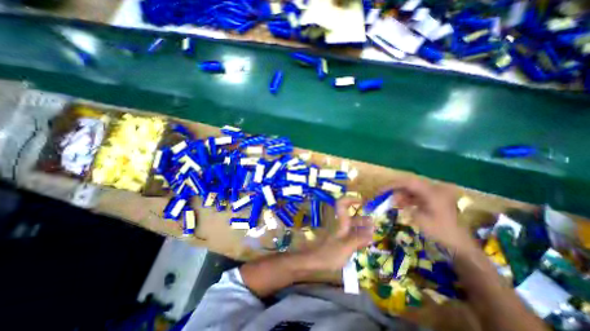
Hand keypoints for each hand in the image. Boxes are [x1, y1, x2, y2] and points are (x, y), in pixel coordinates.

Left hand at [306, 196, 370, 270]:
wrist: (314, 261)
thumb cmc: (330, 253)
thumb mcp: (346, 247)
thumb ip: (359, 240)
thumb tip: (372, 234)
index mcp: (340, 222)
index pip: (342, 204)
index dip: (351, 199)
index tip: (362, 201)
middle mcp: (339, 225)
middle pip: (350, 216)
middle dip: (362, 218)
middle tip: (373, 222)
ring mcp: (339, 233)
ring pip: (351, 226)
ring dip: (361, 227)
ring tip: (373, 232)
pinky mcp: (339, 241)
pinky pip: (350, 235)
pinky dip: (358, 236)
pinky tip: (365, 242)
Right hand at [390, 179, 473, 253]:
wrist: (462, 244)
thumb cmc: (441, 232)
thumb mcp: (420, 220)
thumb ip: (405, 206)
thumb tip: (394, 199)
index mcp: (432, 192)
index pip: (407, 182)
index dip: (392, 185)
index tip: (381, 191)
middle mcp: (434, 189)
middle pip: (410, 183)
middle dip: (395, 189)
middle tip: (384, 195)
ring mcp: (436, 194)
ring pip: (413, 188)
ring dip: (401, 194)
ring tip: (392, 202)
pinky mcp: (435, 199)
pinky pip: (418, 194)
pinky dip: (408, 198)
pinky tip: (402, 205)